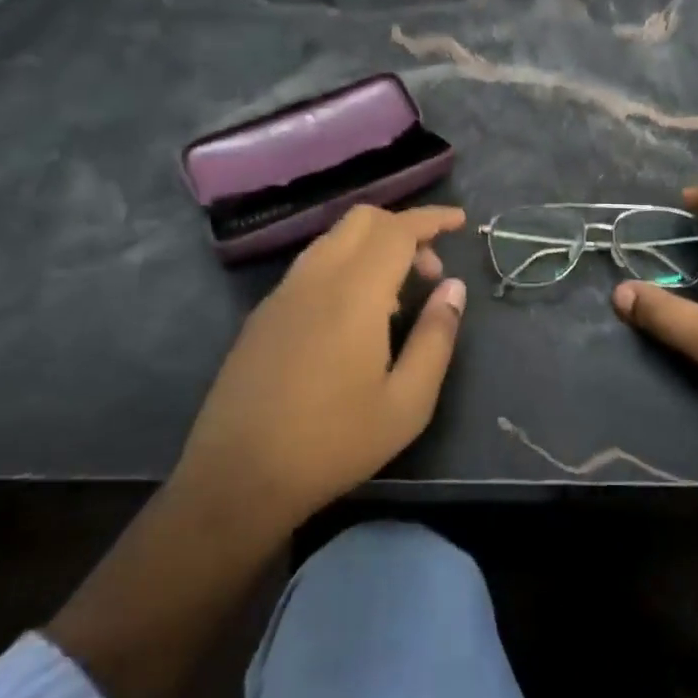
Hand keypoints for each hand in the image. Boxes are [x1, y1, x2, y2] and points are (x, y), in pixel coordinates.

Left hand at [171, 204, 467, 534]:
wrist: (236, 478)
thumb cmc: (333, 443)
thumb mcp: (407, 403)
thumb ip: (436, 337)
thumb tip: (454, 288)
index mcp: (354, 293)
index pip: (398, 230)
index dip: (432, 218)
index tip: (460, 222)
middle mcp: (315, 278)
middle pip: (362, 219)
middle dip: (403, 227)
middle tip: (429, 271)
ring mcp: (283, 293)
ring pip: (334, 239)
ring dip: (373, 246)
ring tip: (397, 296)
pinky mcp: (263, 314)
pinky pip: (312, 265)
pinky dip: (345, 265)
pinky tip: (354, 317)